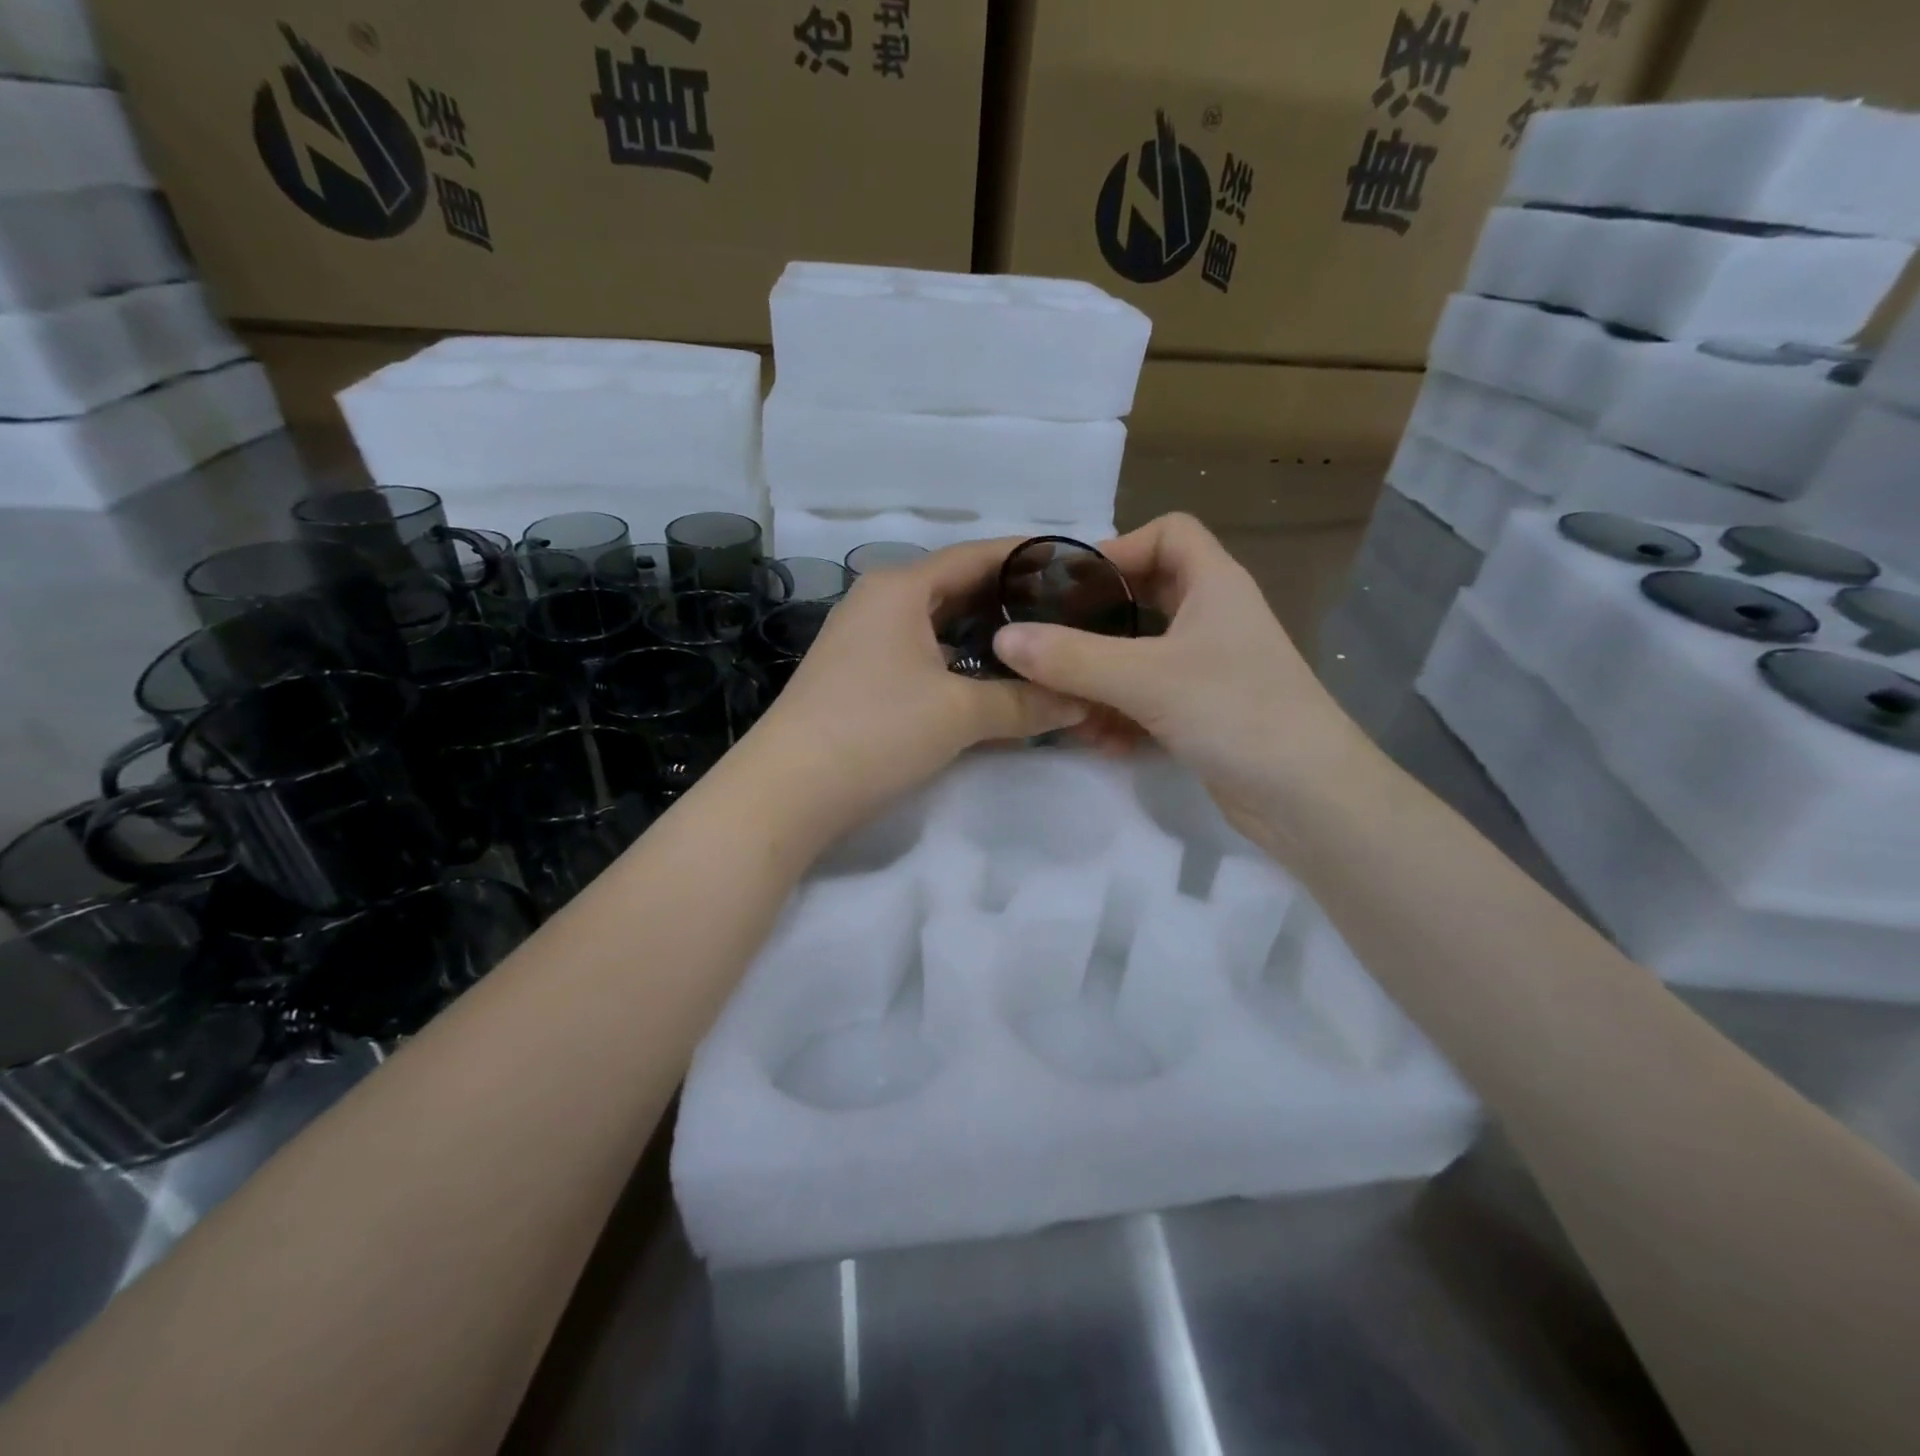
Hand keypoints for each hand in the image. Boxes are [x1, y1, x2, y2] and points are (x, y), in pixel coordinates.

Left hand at [743, 538, 1086, 849]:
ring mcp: (864, 639)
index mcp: (901, 588)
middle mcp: (879, 601)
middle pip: (958, 587)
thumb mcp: (959, 715)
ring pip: (940, 624)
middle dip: (1012, 599)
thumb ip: (1024, 702)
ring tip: (1040, 646)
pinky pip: (922, 654)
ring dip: (985, 634)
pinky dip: (958, 662)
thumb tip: (1080, 701)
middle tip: (1069, 612)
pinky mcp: (859, 676)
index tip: (1077, 568)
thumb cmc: (875, 732)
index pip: (977, 555)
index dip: (1029, 558)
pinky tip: (990, 681)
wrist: (787, 792)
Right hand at [989, 513, 1365, 852]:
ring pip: (1141, 655)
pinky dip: (1121, 714)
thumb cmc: (1236, 712)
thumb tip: (1004, 637)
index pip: (1169, 532)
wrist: (1309, 798)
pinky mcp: (1204, 714)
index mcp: (1214, 585)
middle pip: (1146, 597)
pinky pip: (1149, 699)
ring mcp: (1210, 669)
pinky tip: (1099, 741)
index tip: (1072, 583)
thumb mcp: (1146, 678)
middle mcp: (1213, 619)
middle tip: (1049, 641)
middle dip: (1097, 621)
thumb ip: (1071, 657)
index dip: (1120, 546)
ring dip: (1101, 678)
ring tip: (1064, 705)